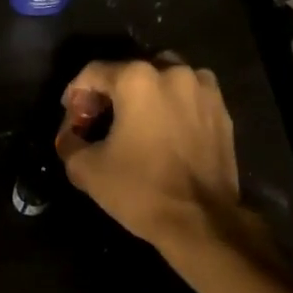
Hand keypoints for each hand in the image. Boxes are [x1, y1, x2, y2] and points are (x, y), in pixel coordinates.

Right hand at [54, 58, 240, 249]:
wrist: (202, 221)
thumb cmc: (141, 190)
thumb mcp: (87, 170)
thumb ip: (70, 142)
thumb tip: (70, 136)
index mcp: (137, 79)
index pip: (93, 72)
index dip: (76, 95)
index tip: (73, 121)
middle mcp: (173, 72)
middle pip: (130, 71)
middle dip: (111, 93)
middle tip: (99, 121)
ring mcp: (203, 89)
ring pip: (164, 79)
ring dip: (145, 95)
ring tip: (135, 124)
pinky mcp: (222, 110)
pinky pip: (189, 97)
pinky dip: (173, 106)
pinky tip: (165, 133)